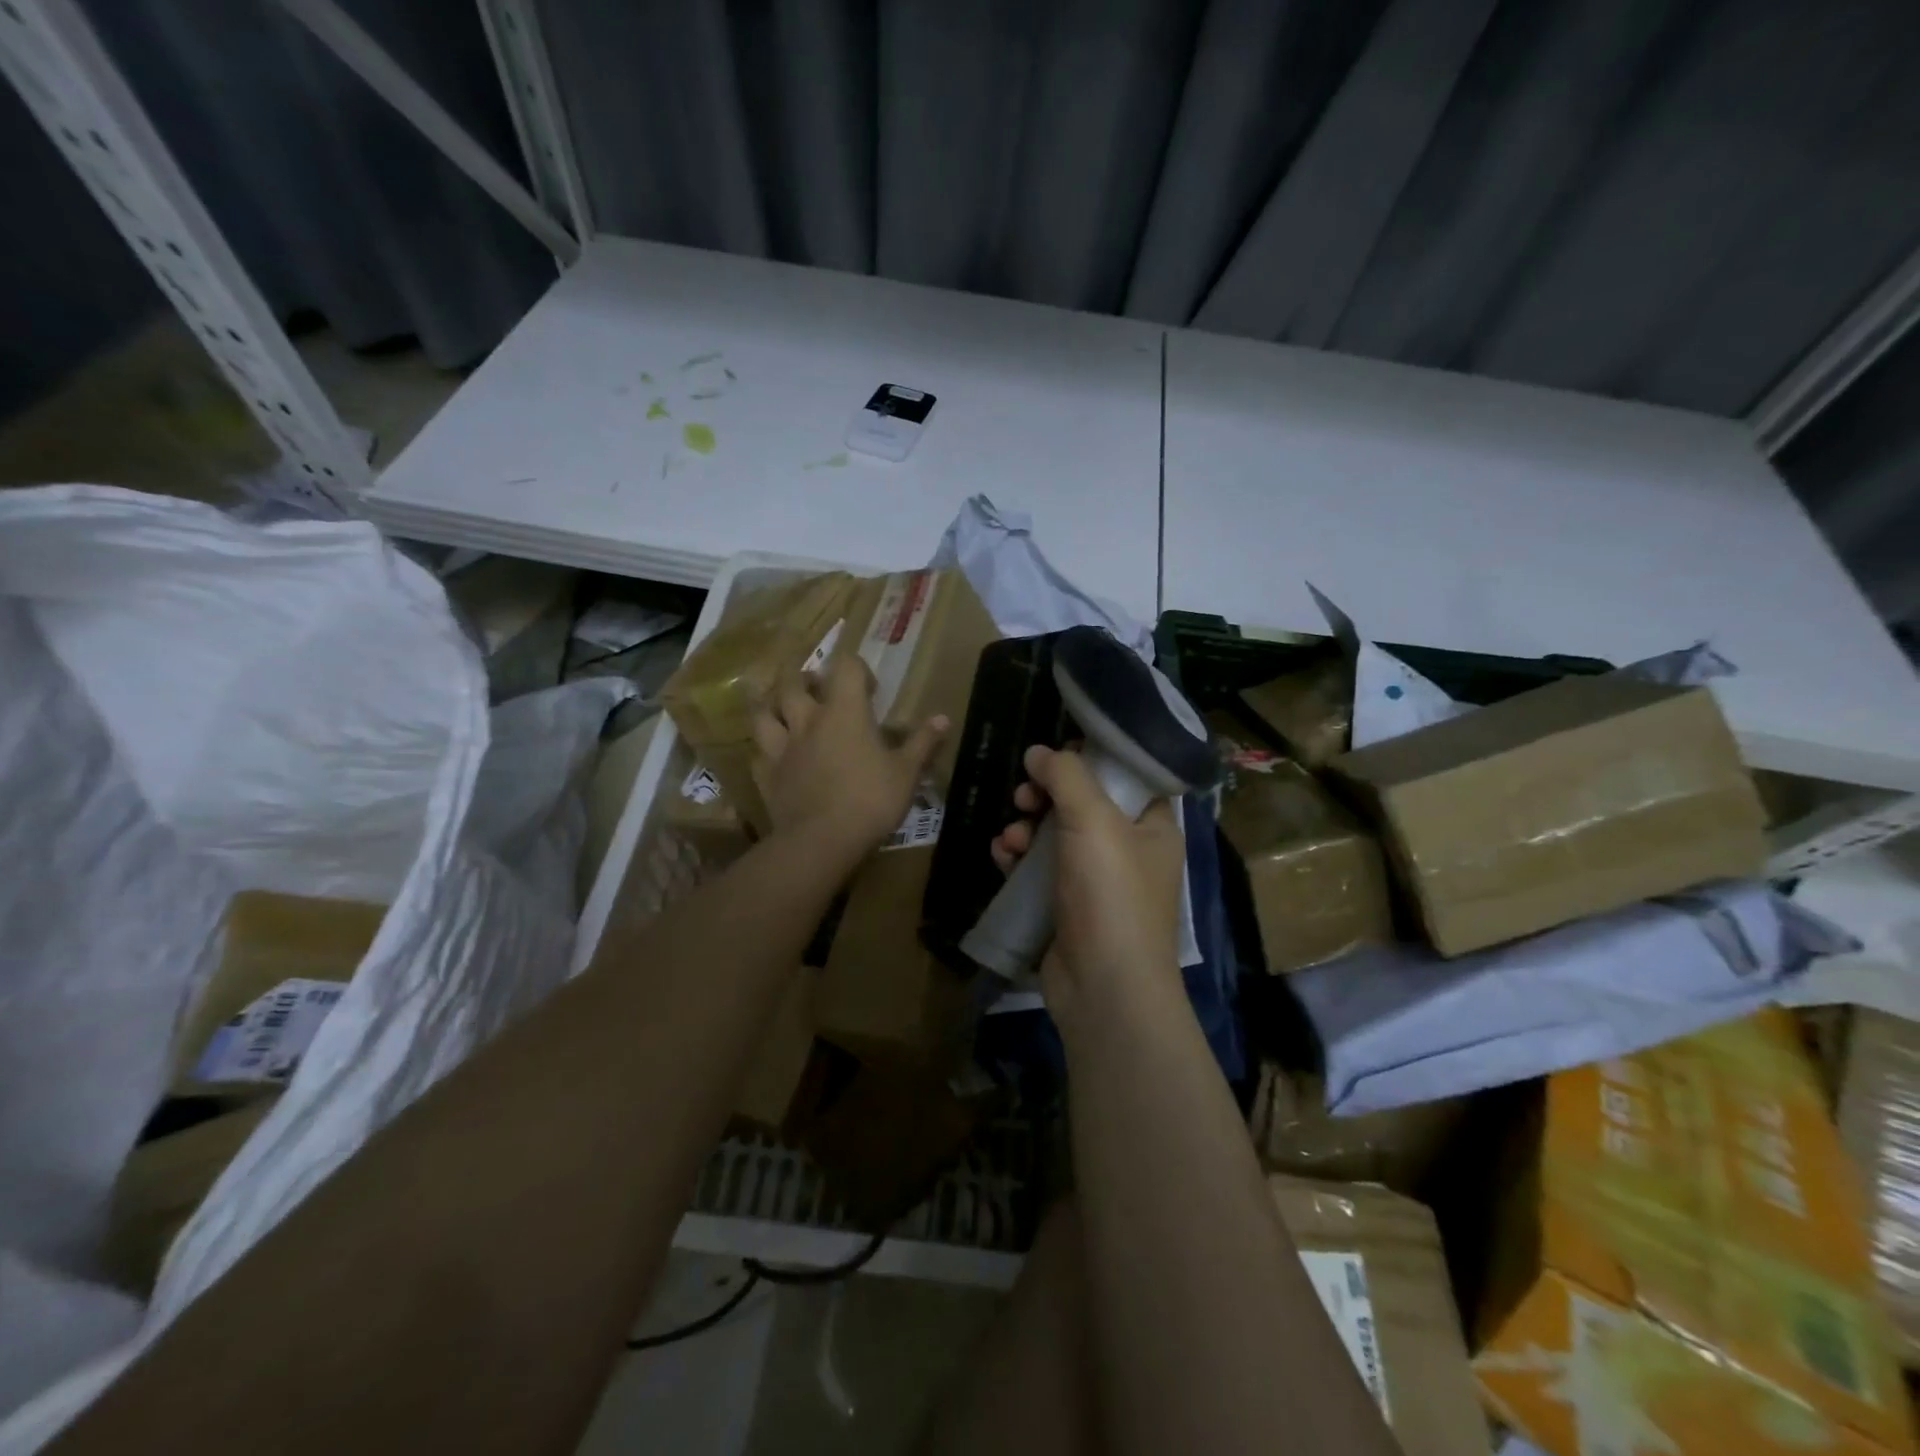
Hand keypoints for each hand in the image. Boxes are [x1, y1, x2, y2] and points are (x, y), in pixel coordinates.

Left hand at [752, 651, 947, 864]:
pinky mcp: (767, 774)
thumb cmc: (870, 800)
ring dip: (772, 705)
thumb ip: (922, 742)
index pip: (846, 667)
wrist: (821, 841)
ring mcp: (782, 747)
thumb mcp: (906, 773)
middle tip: (818, 688)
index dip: (857, 668)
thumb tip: (943, 718)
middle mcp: (808, 720)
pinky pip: (759, 752)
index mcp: (845, 712)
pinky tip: (773, 755)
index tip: (870, 688)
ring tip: (783, 709)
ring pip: (764, 712)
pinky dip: (765, 749)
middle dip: (805, 678)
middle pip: (794, 682)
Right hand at [991, 745, 1183, 1015]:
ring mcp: (1096, 882)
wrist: (1103, 987)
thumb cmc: (1111, 894)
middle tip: (1024, 795)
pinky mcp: (1066, 907)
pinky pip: (1038, 869)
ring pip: (1054, 836)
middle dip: (1045, 795)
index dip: (1090, 760)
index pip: (1125, 776)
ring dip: (1025, 828)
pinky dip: (1018, 859)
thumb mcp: (1093, 821)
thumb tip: (1038, 751)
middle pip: (1081, 804)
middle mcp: (1127, 851)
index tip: (1054, 754)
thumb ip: (1066, 776)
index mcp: (1151, 827)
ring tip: (1010, 838)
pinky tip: (1002, 857)